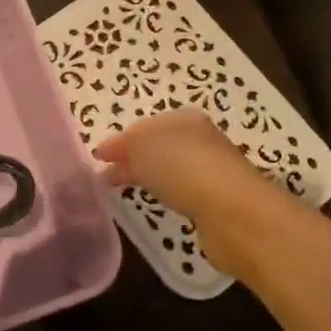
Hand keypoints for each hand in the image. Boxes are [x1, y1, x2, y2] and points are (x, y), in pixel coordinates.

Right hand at [92, 109, 298, 279]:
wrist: (233, 211)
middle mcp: (200, 140)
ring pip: (170, 168)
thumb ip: (124, 146)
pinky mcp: (216, 200)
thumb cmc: (183, 167)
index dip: (120, 140)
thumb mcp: (143, 146)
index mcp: (184, 119)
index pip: (145, 125)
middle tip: (105, 174)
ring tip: (124, 188)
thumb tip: (110, 154)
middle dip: (132, 157)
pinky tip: (156, 201)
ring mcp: (211, 170)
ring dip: (148, 175)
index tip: (97, 157)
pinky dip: (165, 192)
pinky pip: (182, 190)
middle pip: (158, 146)